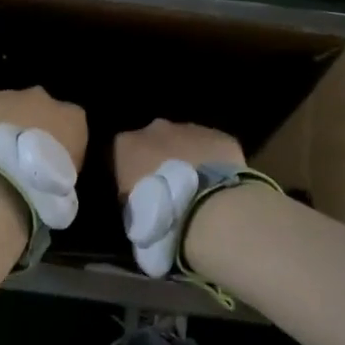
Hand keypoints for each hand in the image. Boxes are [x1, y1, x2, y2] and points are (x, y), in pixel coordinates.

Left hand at [0, 88, 87, 234]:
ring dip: (2, 125)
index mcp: (73, 118)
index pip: (71, 122)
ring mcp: (8, 96)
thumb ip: (60, 165)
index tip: (49, 160)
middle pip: (38, 106)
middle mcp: (43, 98)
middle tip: (18, 155)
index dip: (59, 139)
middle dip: (29, 124)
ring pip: (6, 106)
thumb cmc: (41, 190)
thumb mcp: (66, 184)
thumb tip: (50, 168)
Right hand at [113, 121, 244, 277]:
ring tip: (200, 190)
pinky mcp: (220, 136)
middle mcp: (156, 129)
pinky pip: (213, 147)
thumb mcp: (133, 216)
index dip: (133, 172)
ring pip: (186, 140)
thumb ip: (133, 200)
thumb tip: (141, 207)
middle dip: (162, 158)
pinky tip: (220, 185)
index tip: (142, 193)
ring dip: (190, 158)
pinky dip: (215, 162)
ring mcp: (190, 129)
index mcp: (127, 145)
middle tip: (172, 190)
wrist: (208, 211)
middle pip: (155, 140)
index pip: (123, 152)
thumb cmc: (160, 216)